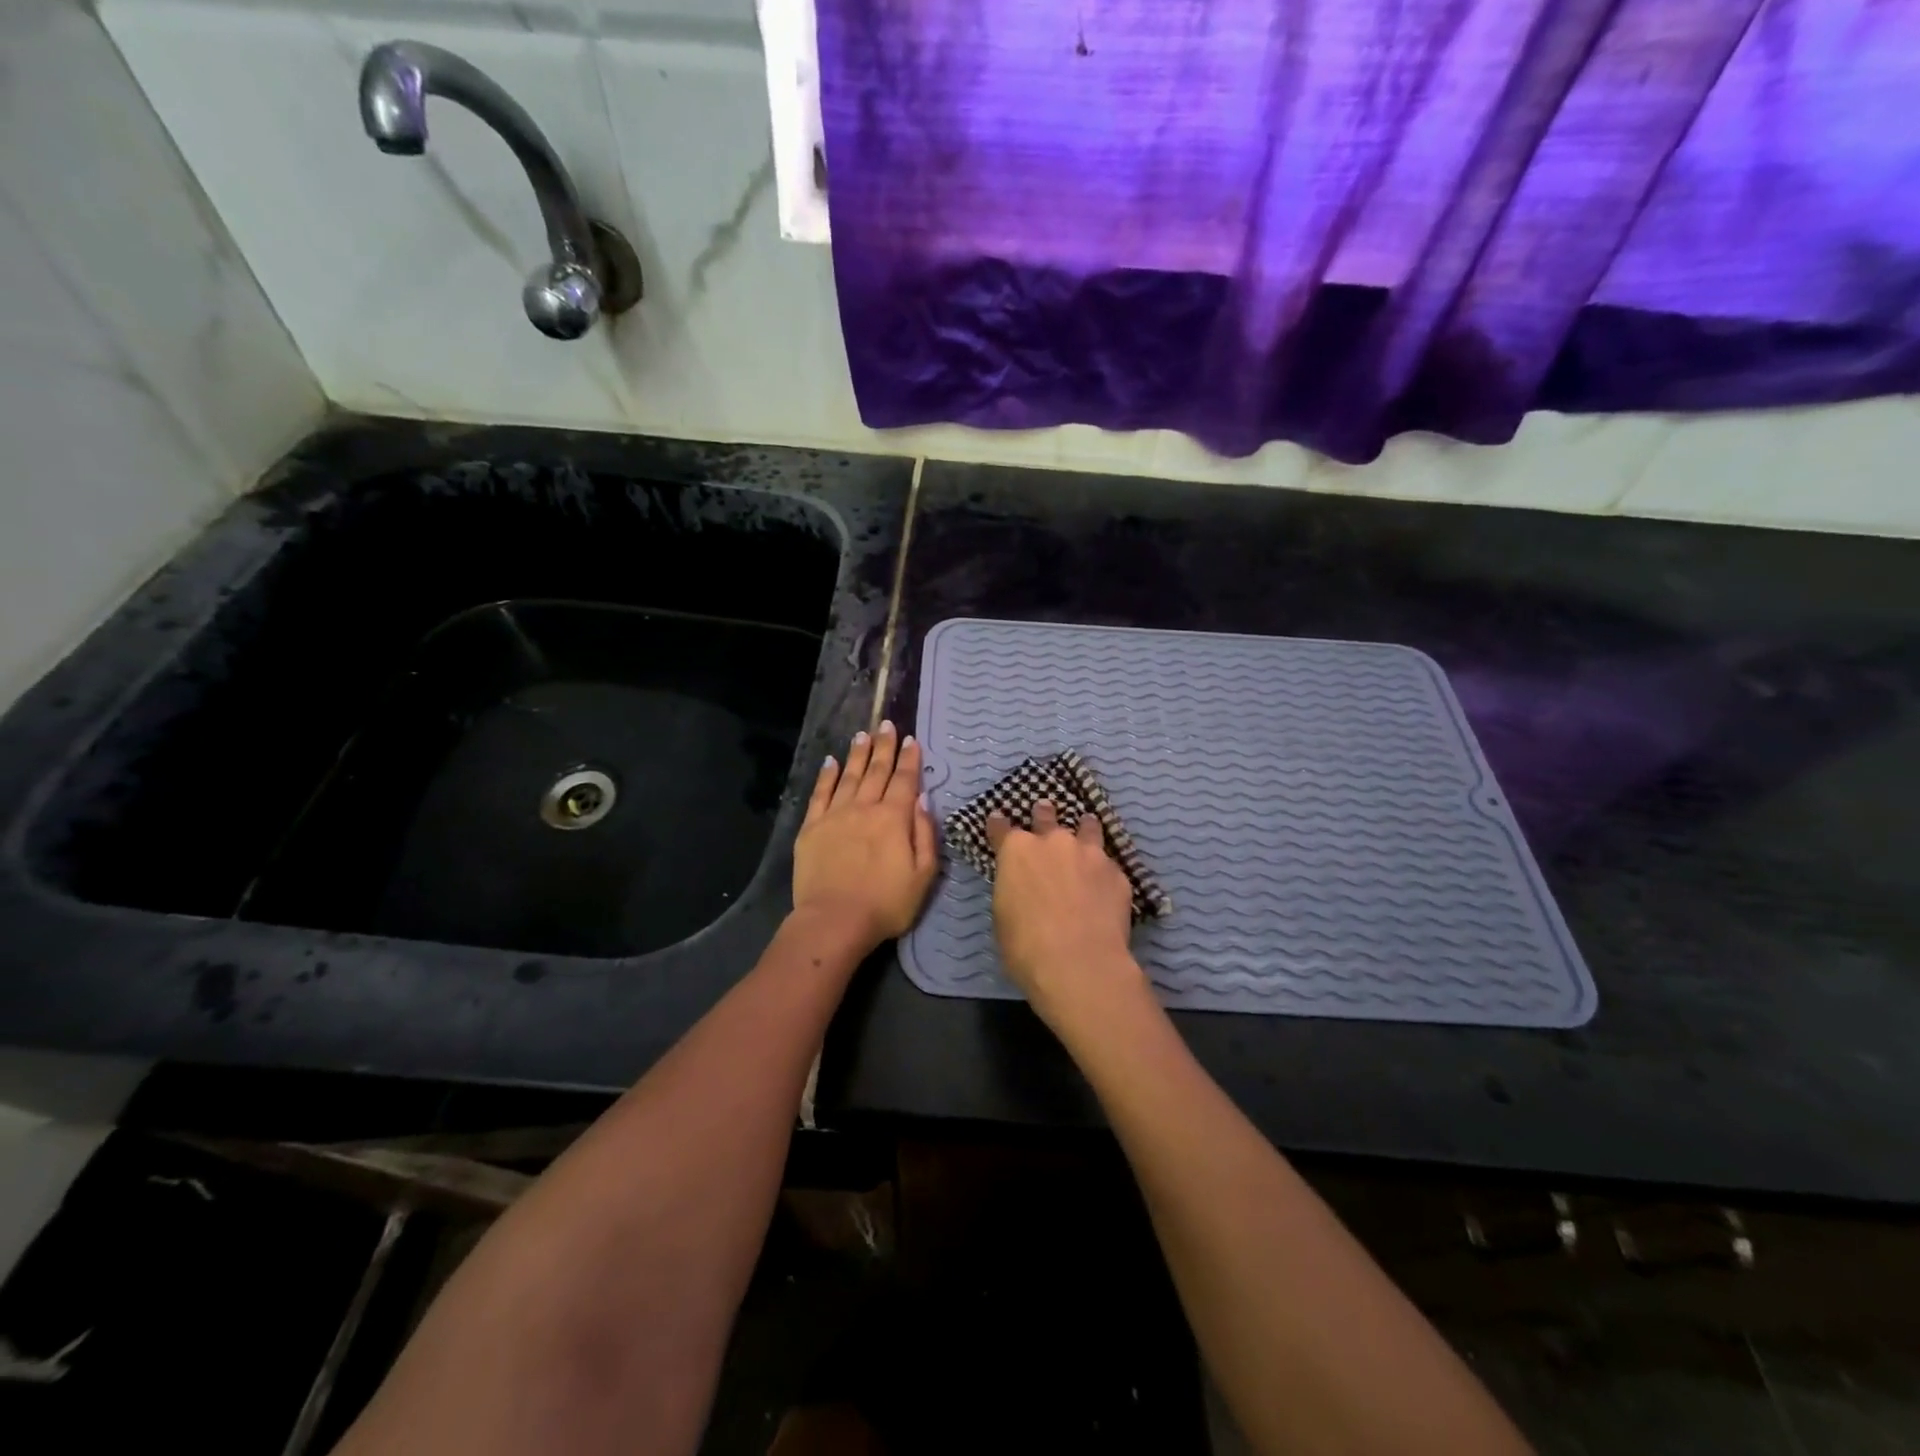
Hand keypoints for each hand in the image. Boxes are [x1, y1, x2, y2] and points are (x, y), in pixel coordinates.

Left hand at [792, 721, 937, 950]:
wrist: (834, 920)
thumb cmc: (886, 903)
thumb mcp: (923, 875)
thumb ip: (925, 834)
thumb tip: (923, 800)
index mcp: (894, 818)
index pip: (904, 780)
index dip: (909, 759)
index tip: (911, 739)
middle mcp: (865, 808)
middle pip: (877, 771)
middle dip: (884, 746)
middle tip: (887, 724)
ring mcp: (835, 815)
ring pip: (849, 776)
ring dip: (858, 754)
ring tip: (862, 735)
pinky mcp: (812, 827)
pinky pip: (820, 794)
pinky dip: (826, 775)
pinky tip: (830, 762)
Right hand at [987, 800, 1142, 1028]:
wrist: (1079, 963)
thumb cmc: (1026, 946)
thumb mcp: (1003, 915)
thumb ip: (1013, 889)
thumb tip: (1022, 887)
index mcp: (1016, 851)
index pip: (1002, 828)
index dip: (999, 824)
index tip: (998, 819)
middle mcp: (1053, 841)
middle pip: (1046, 816)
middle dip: (1044, 813)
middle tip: (1045, 810)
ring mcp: (1089, 853)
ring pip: (1087, 827)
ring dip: (1083, 827)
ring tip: (1086, 826)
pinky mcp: (1116, 872)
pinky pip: (1108, 862)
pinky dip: (1103, 867)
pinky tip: (1105, 878)